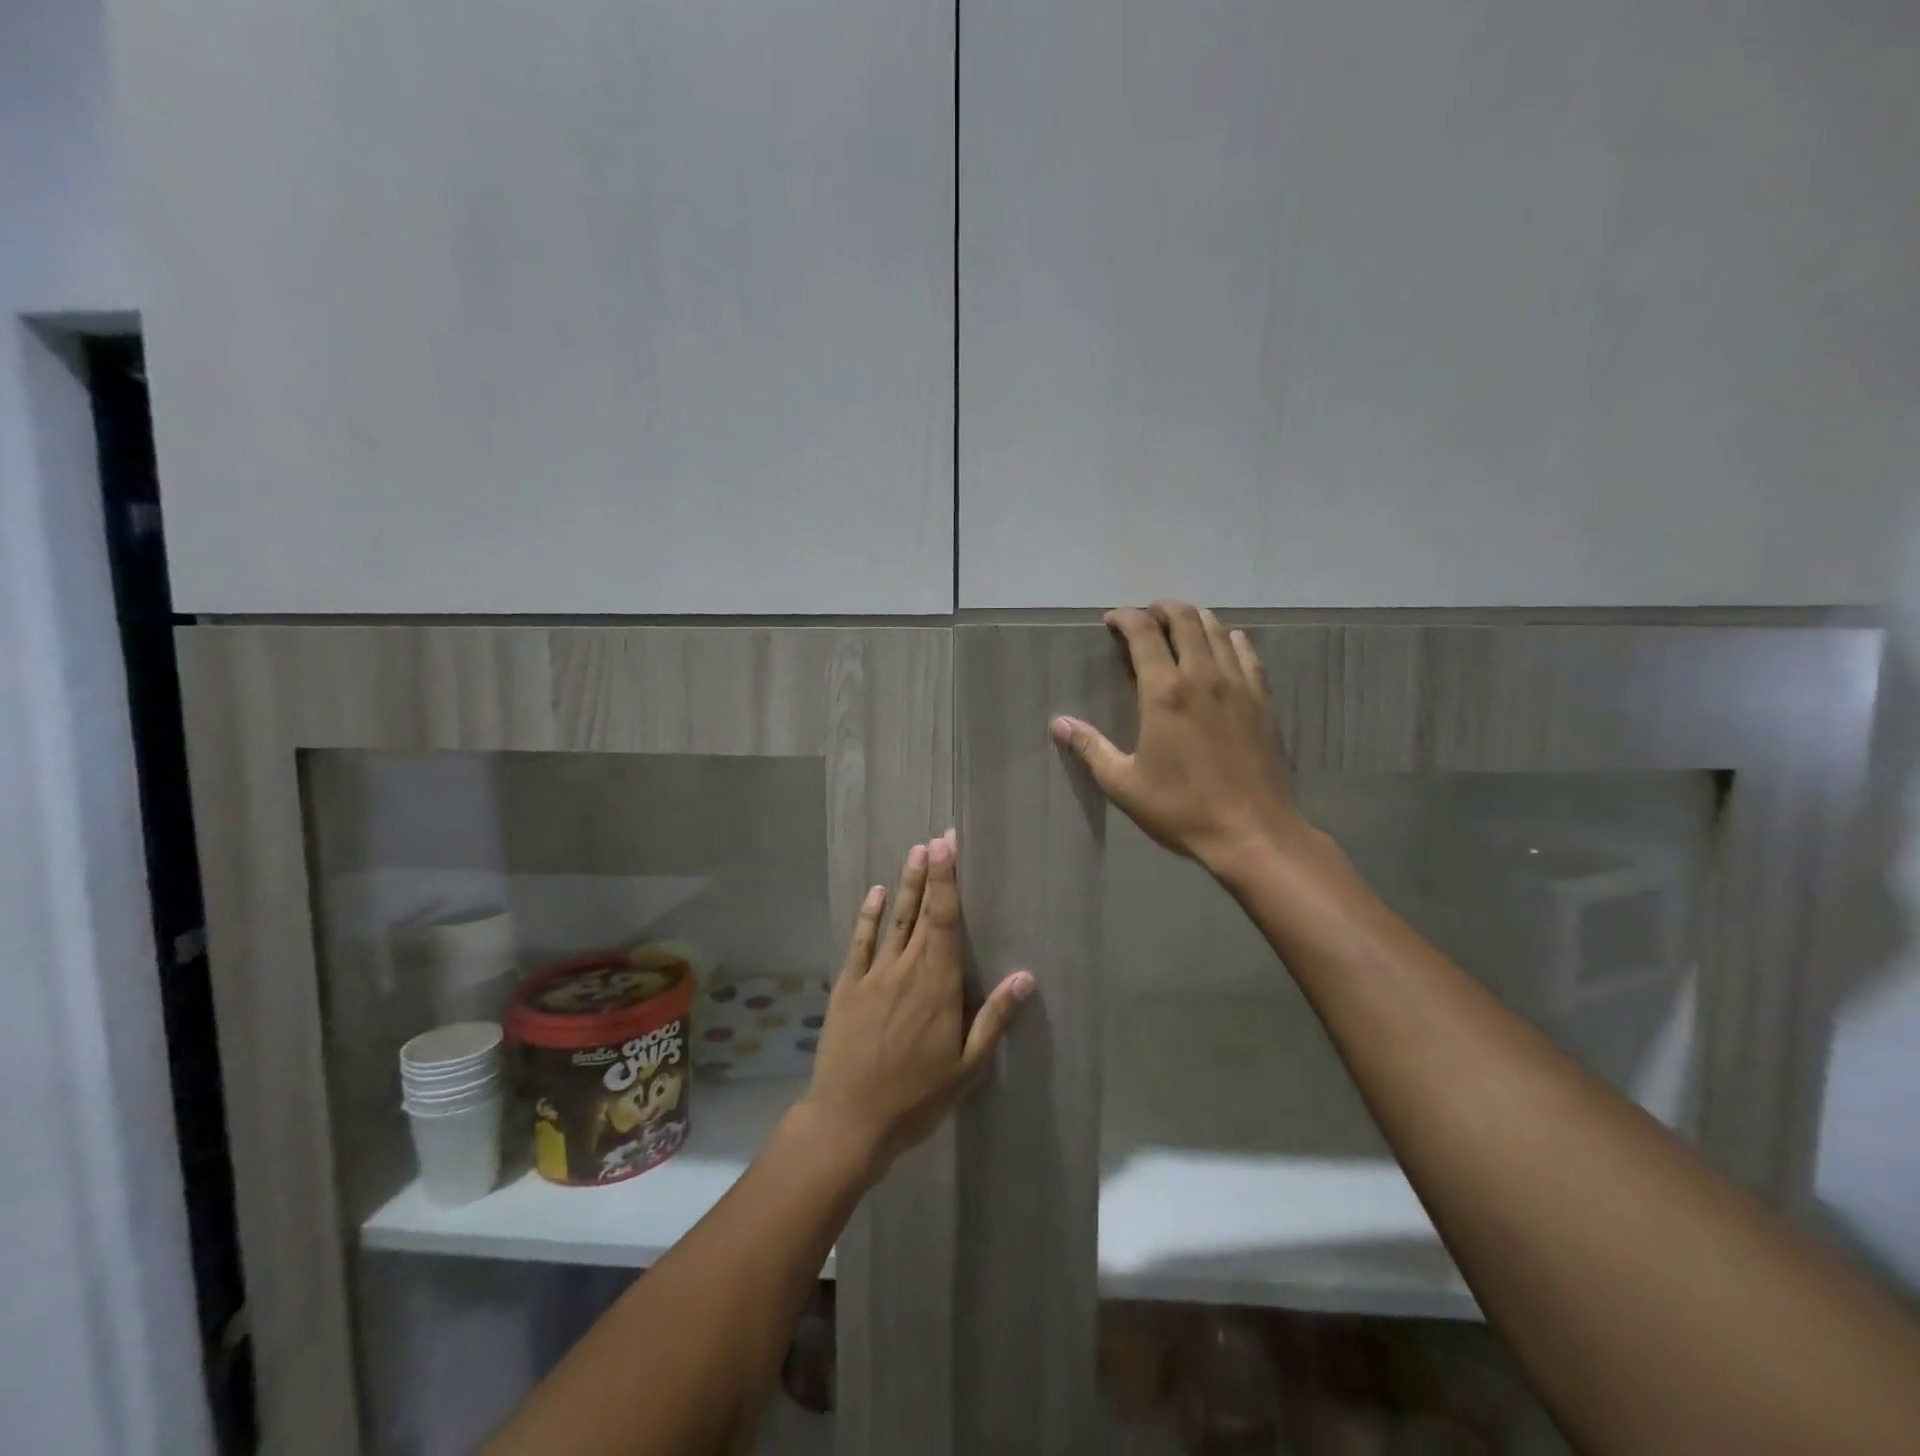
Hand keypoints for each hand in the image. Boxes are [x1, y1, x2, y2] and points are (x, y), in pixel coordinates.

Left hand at [801, 832, 1032, 1179]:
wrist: (849, 1120)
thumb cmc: (916, 1097)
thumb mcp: (967, 1067)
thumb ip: (993, 1018)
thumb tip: (1025, 977)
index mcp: (938, 985)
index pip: (946, 922)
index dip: (948, 882)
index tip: (948, 848)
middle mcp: (906, 969)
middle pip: (922, 912)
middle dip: (932, 874)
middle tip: (938, 839)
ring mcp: (873, 975)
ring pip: (893, 920)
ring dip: (905, 885)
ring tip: (913, 853)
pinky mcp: (848, 986)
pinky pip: (859, 942)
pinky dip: (867, 916)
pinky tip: (874, 894)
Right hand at [1051, 601, 1306, 876]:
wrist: (1253, 833)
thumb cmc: (1181, 808)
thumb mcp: (1124, 784)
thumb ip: (1091, 748)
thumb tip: (1058, 724)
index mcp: (1164, 692)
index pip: (1143, 633)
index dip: (1125, 618)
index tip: (1111, 620)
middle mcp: (1203, 676)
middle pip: (1184, 619)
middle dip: (1160, 608)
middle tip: (1144, 618)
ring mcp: (1238, 685)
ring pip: (1217, 629)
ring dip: (1194, 618)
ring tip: (1178, 626)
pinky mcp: (1263, 700)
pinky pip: (1247, 654)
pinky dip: (1229, 640)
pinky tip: (1224, 646)